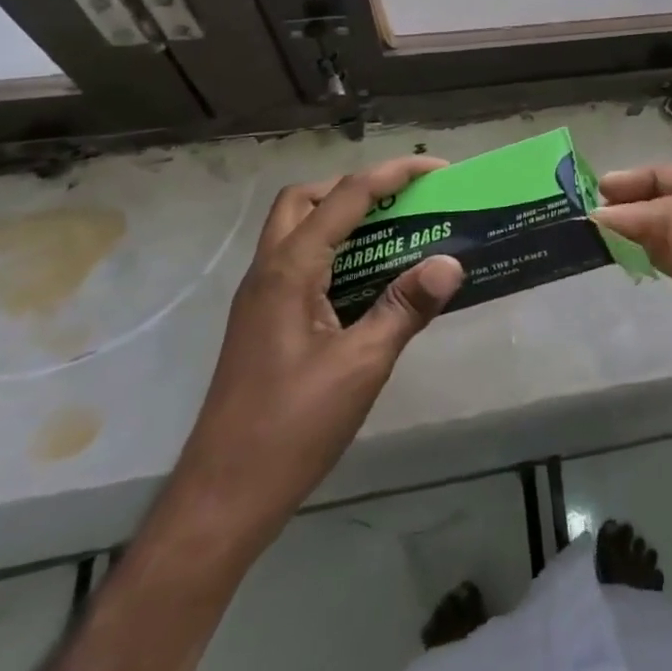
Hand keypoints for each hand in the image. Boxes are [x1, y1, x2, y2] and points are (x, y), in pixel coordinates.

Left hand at [156, 157, 464, 566]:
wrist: (221, 501)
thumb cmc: (291, 429)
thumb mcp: (361, 366)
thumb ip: (406, 307)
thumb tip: (450, 263)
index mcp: (289, 270)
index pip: (345, 196)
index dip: (394, 174)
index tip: (438, 170)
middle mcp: (269, 272)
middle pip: (306, 200)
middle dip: (356, 187)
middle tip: (403, 201)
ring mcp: (261, 299)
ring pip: (297, 230)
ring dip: (343, 218)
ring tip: (395, 234)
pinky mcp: (264, 324)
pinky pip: (301, 263)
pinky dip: (335, 252)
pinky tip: (368, 283)